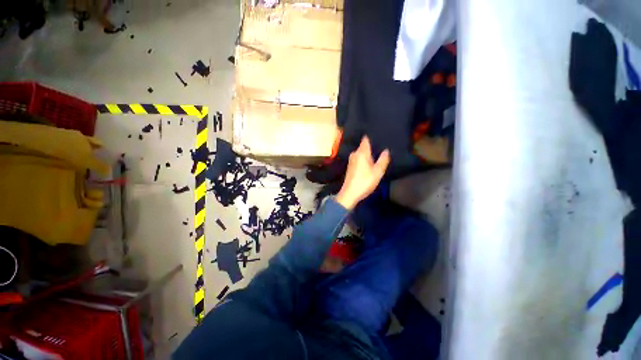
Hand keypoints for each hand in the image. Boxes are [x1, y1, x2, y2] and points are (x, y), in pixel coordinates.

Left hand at [336, 136, 389, 209]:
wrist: (350, 193)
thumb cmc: (364, 181)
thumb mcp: (377, 172)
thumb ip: (383, 160)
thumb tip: (386, 150)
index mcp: (361, 152)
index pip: (366, 139)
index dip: (371, 136)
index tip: (378, 134)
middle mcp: (355, 154)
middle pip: (363, 146)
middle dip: (371, 145)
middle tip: (381, 144)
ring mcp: (351, 160)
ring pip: (361, 153)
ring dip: (367, 153)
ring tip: (377, 153)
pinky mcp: (350, 166)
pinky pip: (359, 158)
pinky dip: (364, 158)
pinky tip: (369, 162)